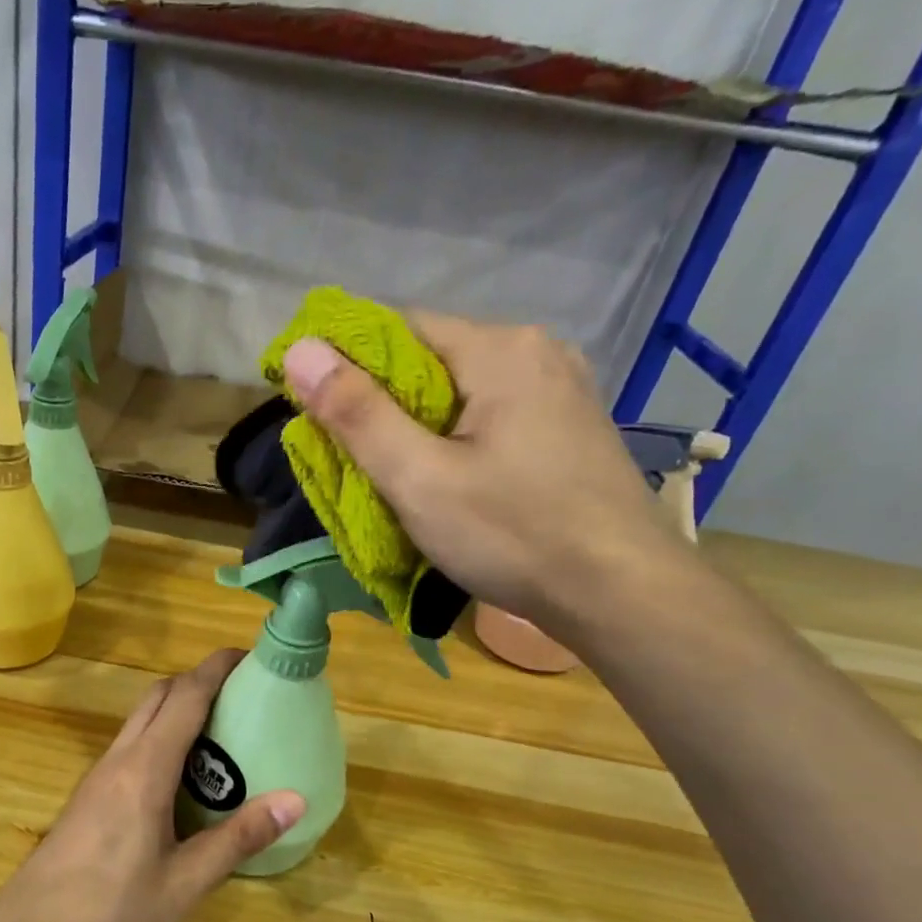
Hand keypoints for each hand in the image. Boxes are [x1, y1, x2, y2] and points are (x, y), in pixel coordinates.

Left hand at [0, 650, 304, 921]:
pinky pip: (129, 747)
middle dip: (198, 681)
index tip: (250, 655)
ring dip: (176, 709)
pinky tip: (181, 777)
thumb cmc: (109, 914)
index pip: (185, 698)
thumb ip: (237, 839)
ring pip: (139, 721)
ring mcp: (97, 778)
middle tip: (243, 696)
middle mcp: (118, 760)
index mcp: (145, 769)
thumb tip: (294, 800)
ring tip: (221, 732)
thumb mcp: (184, 884)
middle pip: (158, 697)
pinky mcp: (87, 799)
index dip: (216, 669)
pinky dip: (159, 737)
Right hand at [281, 316, 677, 627]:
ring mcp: (564, 390)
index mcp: (500, 348)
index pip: (400, 328)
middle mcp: (538, 352)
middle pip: (434, 360)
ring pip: (465, 392)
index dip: (350, 365)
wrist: (621, 593)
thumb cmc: (513, 534)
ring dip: (423, 426)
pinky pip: (496, 416)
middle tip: (355, 461)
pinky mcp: (572, 429)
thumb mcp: (419, 479)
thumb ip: (357, 414)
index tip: (318, 413)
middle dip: (386, 404)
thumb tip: (300, 349)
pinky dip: (460, 440)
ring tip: (398, 477)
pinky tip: (454, 481)